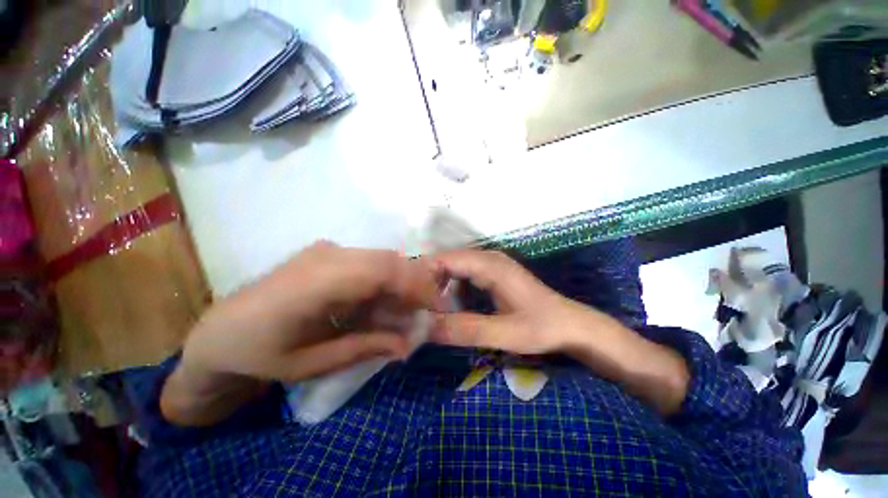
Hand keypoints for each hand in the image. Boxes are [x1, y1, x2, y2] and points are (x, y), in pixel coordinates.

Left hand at [162, 241, 440, 424]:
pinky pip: (368, 263)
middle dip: (414, 283)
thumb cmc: (258, 354)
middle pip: (387, 260)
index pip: (381, 270)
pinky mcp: (327, 254)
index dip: (414, 285)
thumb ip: (365, 347)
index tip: (434, 307)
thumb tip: (408, 344)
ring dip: (400, 282)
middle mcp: (325, 256)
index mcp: (315, 282)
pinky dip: (385, 281)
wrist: (218, 333)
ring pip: (381, 259)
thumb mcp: (312, 363)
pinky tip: (383, 302)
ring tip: (406, 311)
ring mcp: (326, 251)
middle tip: (425, 311)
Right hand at [432, 249, 689, 415]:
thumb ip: (466, 329)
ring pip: (455, 268)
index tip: (407, 296)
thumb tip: (424, 329)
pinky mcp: (493, 274)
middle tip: (413, 305)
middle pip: (447, 262)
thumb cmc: (542, 327)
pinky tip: (449, 306)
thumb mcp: (504, 333)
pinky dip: (452, 288)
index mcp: (489, 265)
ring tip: (427, 307)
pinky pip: (464, 275)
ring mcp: (491, 265)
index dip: (424, 274)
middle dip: (428, 280)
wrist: (572, 325)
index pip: (446, 259)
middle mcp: (488, 258)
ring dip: (440, 285)